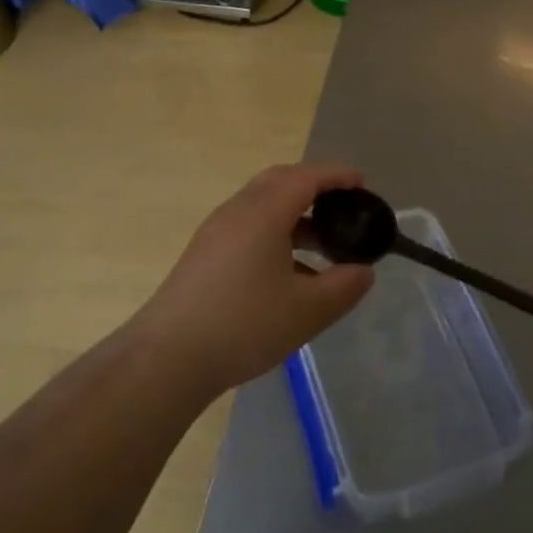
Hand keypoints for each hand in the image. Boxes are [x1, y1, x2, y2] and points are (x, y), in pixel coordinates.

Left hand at [137, 164, 375, 399]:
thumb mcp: (306, 311)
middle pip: (280, 180)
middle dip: (314, 185)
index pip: (306, 177)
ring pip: (262, 203)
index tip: (362, 182)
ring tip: (323, 241)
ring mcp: (217, 230)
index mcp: (265, 212)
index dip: (337, 176)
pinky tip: (290, 271)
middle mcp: (238, 209)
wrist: (169, 356)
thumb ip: (343, 287)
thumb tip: (364, 271)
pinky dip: (276, 231)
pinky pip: (248, 224)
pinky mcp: (205, 252)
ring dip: (294, 212)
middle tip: (343, 204)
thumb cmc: (244, 325)